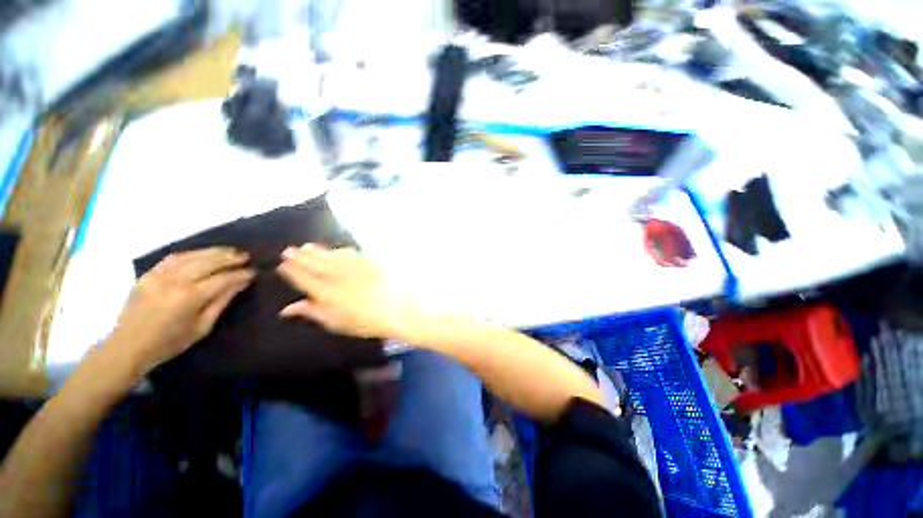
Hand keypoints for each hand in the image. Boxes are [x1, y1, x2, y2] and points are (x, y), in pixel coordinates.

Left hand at [106, 248, 254, 374]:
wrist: (128, 346)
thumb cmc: (170, 342)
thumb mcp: (203, 326)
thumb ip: (222, 302)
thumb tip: (241, 283)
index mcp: (190, 298)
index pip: (222, 279)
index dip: (240, 274)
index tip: (254, 272)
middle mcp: (175, 281)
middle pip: (208, 262)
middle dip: (230, 258)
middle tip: (246, 256)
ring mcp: (159, 275)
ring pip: (192, 256)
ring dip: (214, 252)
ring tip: (230, 251)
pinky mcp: (149, 273)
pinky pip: (174, 257)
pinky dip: (193, 253)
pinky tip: (204, 253)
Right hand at [276, 244, 420, 340]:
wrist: (399, 307)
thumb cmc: (368, 322)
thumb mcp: (336, 323)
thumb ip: (313, 312)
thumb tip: (288, 309)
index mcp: (325, 292)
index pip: (303, 278)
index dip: (291, 271)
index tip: (282, 264)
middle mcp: (337, 275)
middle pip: (314, 263)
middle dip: (300, 257)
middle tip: (289, 250)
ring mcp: (354, 265)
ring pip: (330, 255)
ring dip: (317, 251)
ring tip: (306, 247)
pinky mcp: (370, 260)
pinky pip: (351, 253)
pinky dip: (341, 251)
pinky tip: (337, 250)